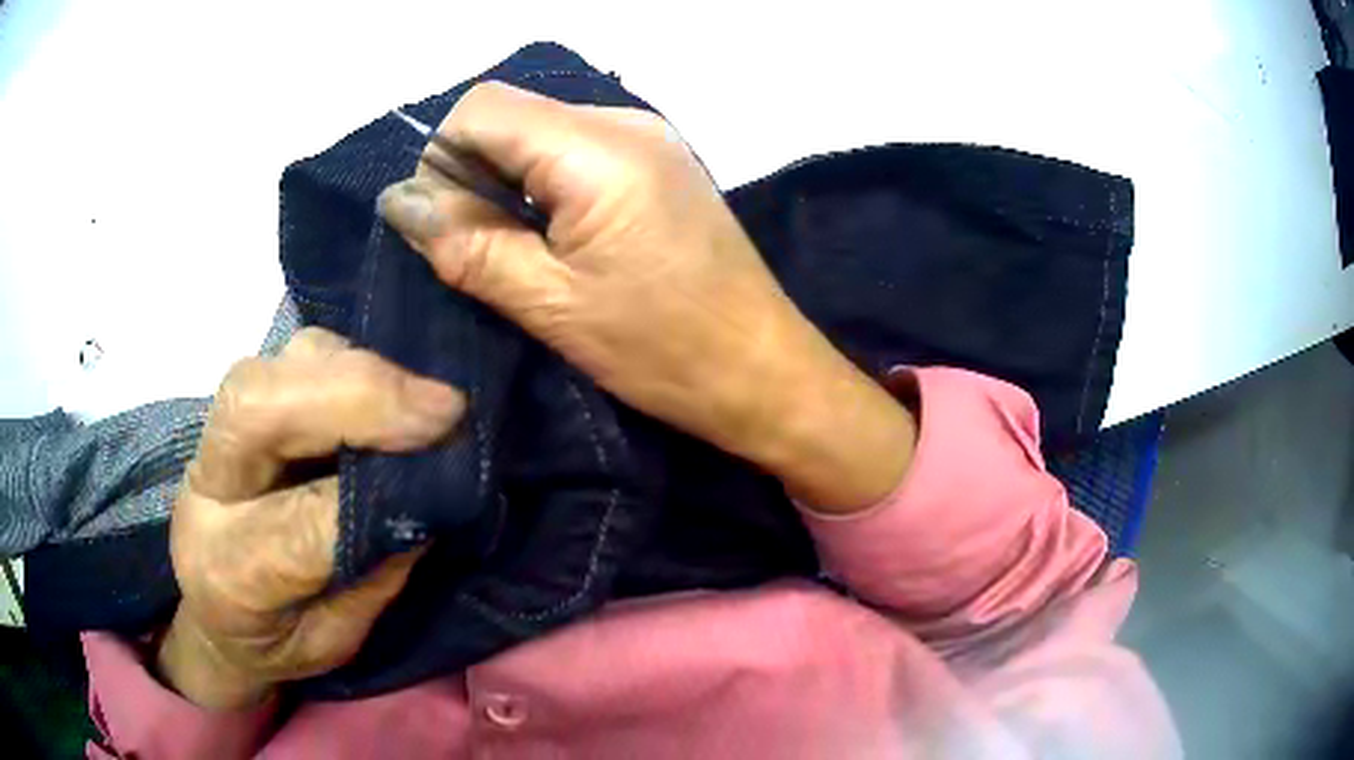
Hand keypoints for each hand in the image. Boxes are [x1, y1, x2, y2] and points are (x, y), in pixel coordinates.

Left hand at [157, 327, 463, 709]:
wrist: (216, 613)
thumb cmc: (279, 640)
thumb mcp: (336, 640)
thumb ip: (373, 572)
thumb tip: (429, 491)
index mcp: (231, 575)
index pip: (297, 527)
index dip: (371, 495)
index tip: (447, 463)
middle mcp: (206, 493)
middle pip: (255, 409)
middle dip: (353, 394)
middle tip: (441, 406)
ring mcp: (211, 438)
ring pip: (271, 369)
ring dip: (351, 371)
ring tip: (416, 400)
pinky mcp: (232, 407)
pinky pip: (285, 361)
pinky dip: (343, 361)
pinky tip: (382, 386)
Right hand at [378, 83, 914, 510]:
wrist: (764, 370)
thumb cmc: (665, 349)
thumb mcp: (551, 304)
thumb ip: (466, 245)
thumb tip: (399, 204)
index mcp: (597, 148)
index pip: (481, 109)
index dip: (443, 161)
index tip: (443, 228)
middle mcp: (624, 121)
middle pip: (509, 115)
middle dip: (470, 173)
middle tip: (475, 250)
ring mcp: (647, 138)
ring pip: (538, 133)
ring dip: (505, 183)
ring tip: (514, 253)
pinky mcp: (657, 164)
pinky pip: (573, 151)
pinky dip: (542, 187)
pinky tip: (552, 239)